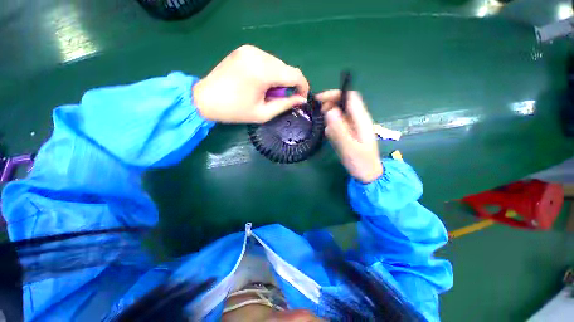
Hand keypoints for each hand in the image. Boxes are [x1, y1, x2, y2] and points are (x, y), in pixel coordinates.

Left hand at [193, 45, 308, 122]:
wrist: (205, 99)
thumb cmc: (235, 111)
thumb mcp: (263, 113)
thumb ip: (285, 105)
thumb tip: (302, 100)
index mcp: (263, 72)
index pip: (295, 74)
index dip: (303, 87)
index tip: (301, 98)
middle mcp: (259, 55)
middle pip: (287, 68)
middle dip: (289, 85)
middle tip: (279, 98)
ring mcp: (251, 49)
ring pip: (278, 64)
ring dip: (279, 79)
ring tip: (267, 92)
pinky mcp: (245, 49)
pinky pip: (267, 60)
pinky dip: (270, 72)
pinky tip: (260, 83)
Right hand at [317, 90, 382, 183]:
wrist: (367, 174)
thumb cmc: (360, 162)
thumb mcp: (349, 147)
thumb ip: (339, 130)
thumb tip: (329, 111)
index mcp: (361, 119)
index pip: (350, 97)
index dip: (335, 94)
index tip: (319, 100)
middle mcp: (358, 120)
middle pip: (343, 103)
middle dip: (329, 103)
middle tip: (317, 112)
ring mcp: (353, 126)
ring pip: (339, 113)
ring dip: (329, 114)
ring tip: (320, 123)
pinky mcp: (349, 133)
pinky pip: (338, 124)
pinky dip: (331, 125)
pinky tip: (328, 133)